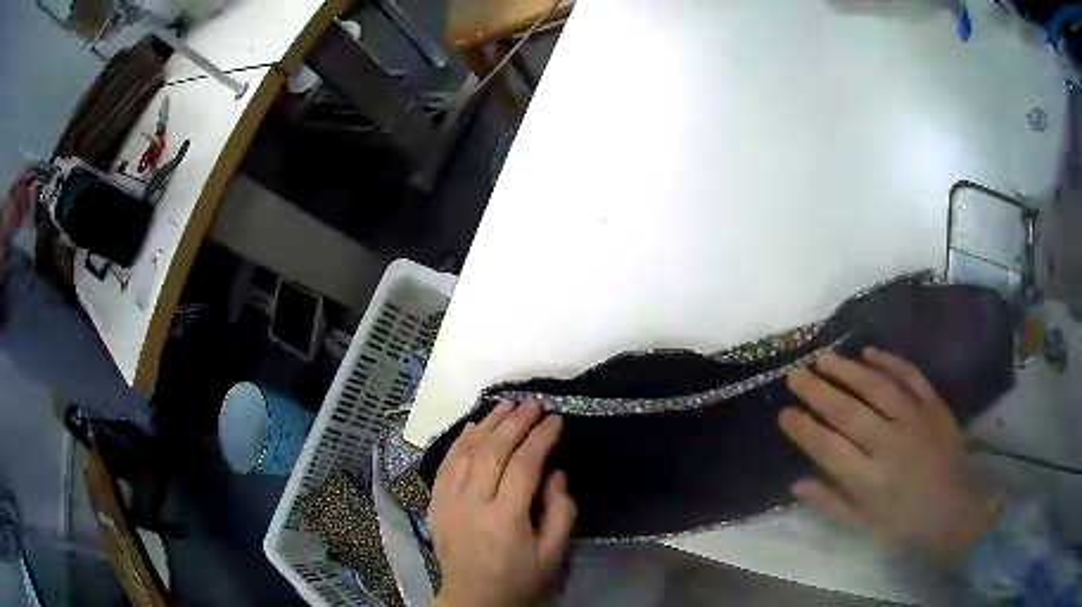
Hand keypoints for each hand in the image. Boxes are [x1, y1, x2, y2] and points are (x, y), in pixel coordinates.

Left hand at [429, 401, 576, 606]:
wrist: (472, 597)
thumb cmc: (518, 578)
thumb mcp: (552, 554)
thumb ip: (560, 511)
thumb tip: (555, 472)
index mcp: (505, 519)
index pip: (523, 466)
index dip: (540, 438)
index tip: (555, 419)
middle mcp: (472, 504)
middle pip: (492, 452)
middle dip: (514, 423)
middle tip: (533, 404)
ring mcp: (448, 501)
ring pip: (466, 452)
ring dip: (487, 424)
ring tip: (506, 405)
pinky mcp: (435, 503)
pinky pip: (446, 464)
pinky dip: (460, 441)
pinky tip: (473, 425)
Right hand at [779, 348, 1002, 560]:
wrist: (957, 508)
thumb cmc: (907, 525)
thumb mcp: (866, 526)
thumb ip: (832, 503)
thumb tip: (797, 483)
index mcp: (871, 481)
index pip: (829, 449)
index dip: (804, 429)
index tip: (784, 413)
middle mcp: (891, 445)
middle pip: (848, 412)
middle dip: (817, 392)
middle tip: (795, 375)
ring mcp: (915, 420)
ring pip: (877, 387)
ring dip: (848, 370)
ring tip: (824, 358)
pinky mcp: (934, 405)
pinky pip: (910, 376)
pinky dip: (889, 361)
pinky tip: (869, 352)